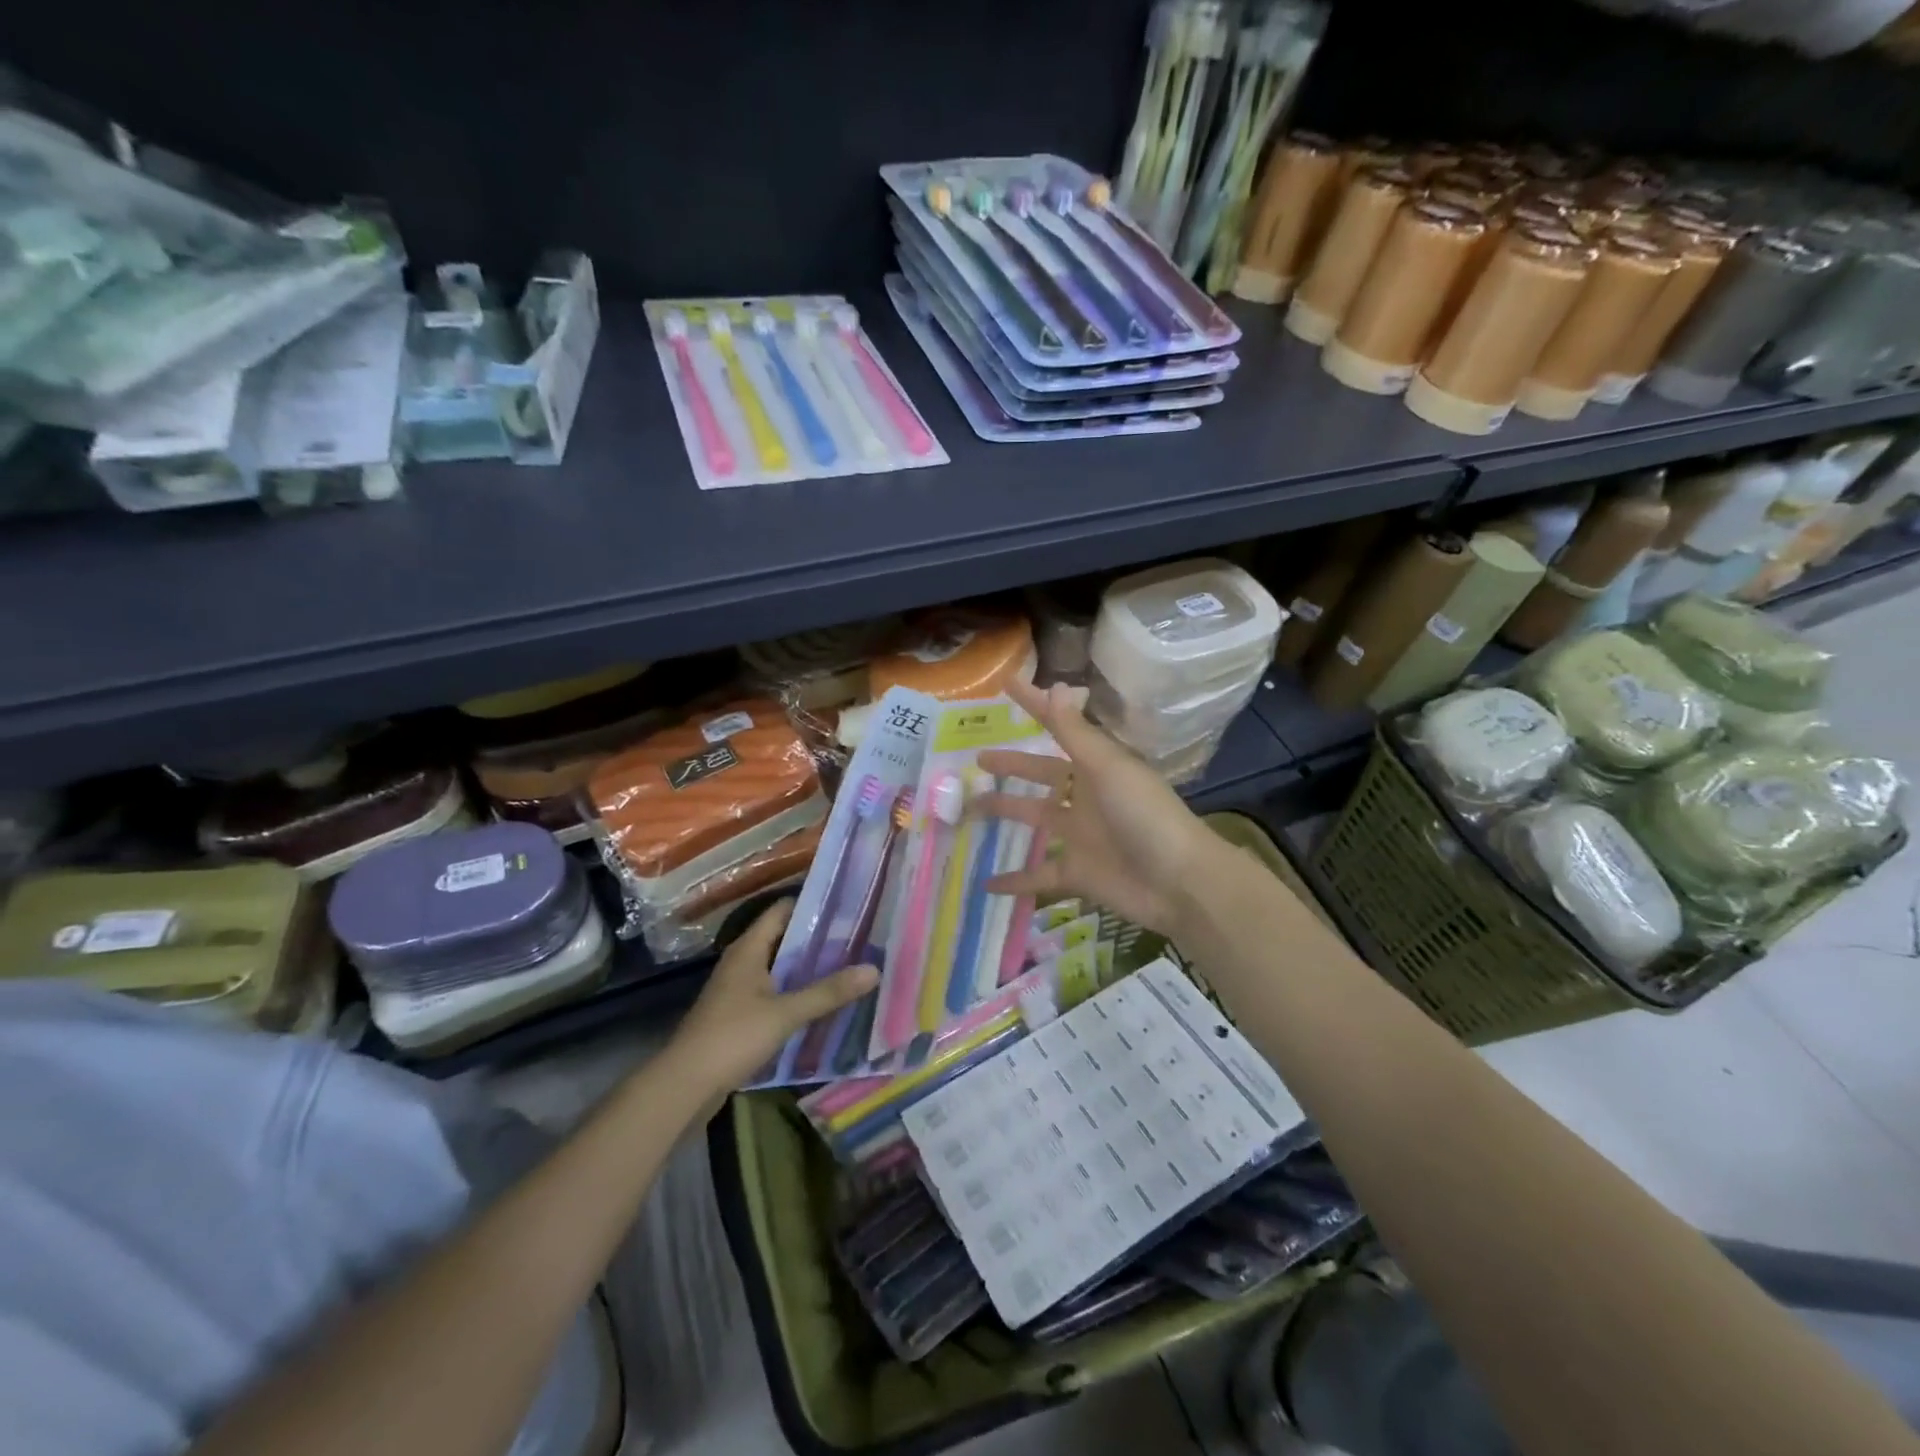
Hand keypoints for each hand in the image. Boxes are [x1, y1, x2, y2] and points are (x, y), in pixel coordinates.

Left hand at [670, 900, 878, 1093]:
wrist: (684, 1085)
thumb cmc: (733, 1037)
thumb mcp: (785, 1013)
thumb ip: (828, 992)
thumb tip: (873, 969)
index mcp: (748, 948)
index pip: (782, 910)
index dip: (812, 905)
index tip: (847, 907)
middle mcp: (742, 961)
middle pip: (783, 938)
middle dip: (817, 938)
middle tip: (857, 938)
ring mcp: (738, 989)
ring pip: (779, 967)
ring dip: (808, 967)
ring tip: (847, 966)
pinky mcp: (738, 1014)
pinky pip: (774, 992)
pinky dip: (796, 992)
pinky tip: (821, 1002)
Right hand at [975, 679, 1217, 939]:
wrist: (1178, 881)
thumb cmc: (1144, 814)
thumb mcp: (1108, 767)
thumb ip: (1075, 732)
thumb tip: (1054, 685)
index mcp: (1097, 766)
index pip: (1058, 728)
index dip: (1034, 706)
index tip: (1006, 685)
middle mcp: (1086, 796)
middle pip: (1041, 776)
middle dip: (1012, 766)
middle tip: (977, 760)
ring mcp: (1080, 836)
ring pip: (1034, 819)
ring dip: (1004, 814)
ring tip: (967, 811)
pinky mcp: (1077, 873)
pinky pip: (1038, 874)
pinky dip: (1015, 880)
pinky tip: (985, 883)